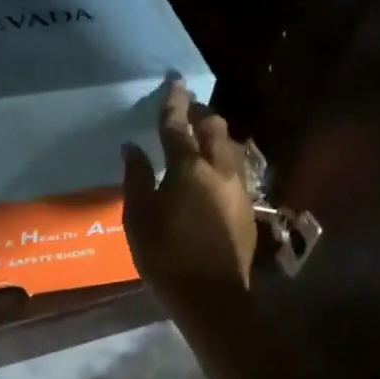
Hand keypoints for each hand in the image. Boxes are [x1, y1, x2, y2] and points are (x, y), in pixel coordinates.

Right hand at [121, 81, 257, 307]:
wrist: (212, 296)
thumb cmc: (165, 256)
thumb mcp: (138, 217)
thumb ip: (136, 178)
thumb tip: (133, 148)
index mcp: (188, 168)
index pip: (179, 125)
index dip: (174, 101)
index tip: (174, 82)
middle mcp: (218, 169)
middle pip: (214, 127)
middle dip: (200, 114)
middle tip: (184, 111)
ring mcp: (238, 187)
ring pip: (231, 146)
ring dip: (215, 135)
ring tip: (199, 137)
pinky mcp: (247, 205)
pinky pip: (237, 167)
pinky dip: (223, 157)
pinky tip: (212, 169)